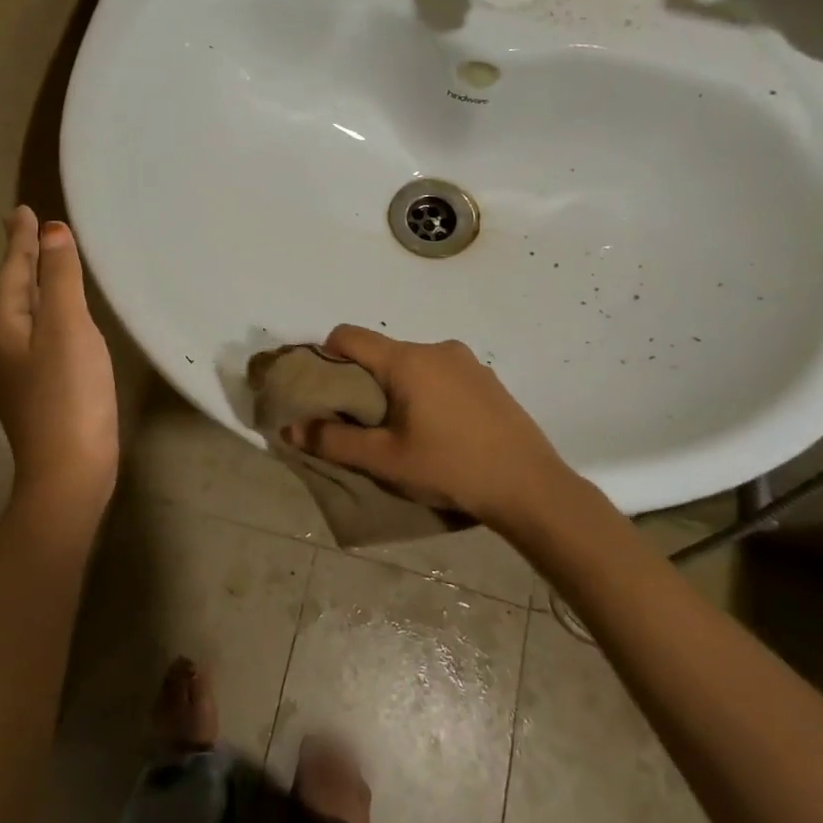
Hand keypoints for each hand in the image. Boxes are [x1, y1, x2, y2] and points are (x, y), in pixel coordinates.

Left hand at [0, 207, 118, 528]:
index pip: (14, 270)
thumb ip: (61, 278)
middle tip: (27, 228)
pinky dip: (45, 314)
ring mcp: (12, 371)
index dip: (22, 239)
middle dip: (21, 259)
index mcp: (2, 325)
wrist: (69, 471)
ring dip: (32, 285)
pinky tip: (56, 319)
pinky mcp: (31, 389)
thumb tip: (52, 232)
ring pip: (21, 314)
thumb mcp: (68, 327)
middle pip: (12, 290)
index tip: (23, 210)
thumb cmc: (69, 394)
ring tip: (42, 265)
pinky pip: (34, 335)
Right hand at [283, 325, 578, 529]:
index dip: (325, 355)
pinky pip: (441, 375)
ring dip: (397, 388)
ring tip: (401, 431)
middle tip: (360, 421)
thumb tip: (290, 428)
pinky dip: (426, 392)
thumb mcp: (385, 460)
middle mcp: (436, 348)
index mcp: (407, 360)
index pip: (349, 336)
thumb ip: (333, 441)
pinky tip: (438, 431)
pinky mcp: (487, 380)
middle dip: (363, 380)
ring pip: (413, 364)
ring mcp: (467, 362)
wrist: (531, 487)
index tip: (322, 390)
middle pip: (381, 352)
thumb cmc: (450, 468)